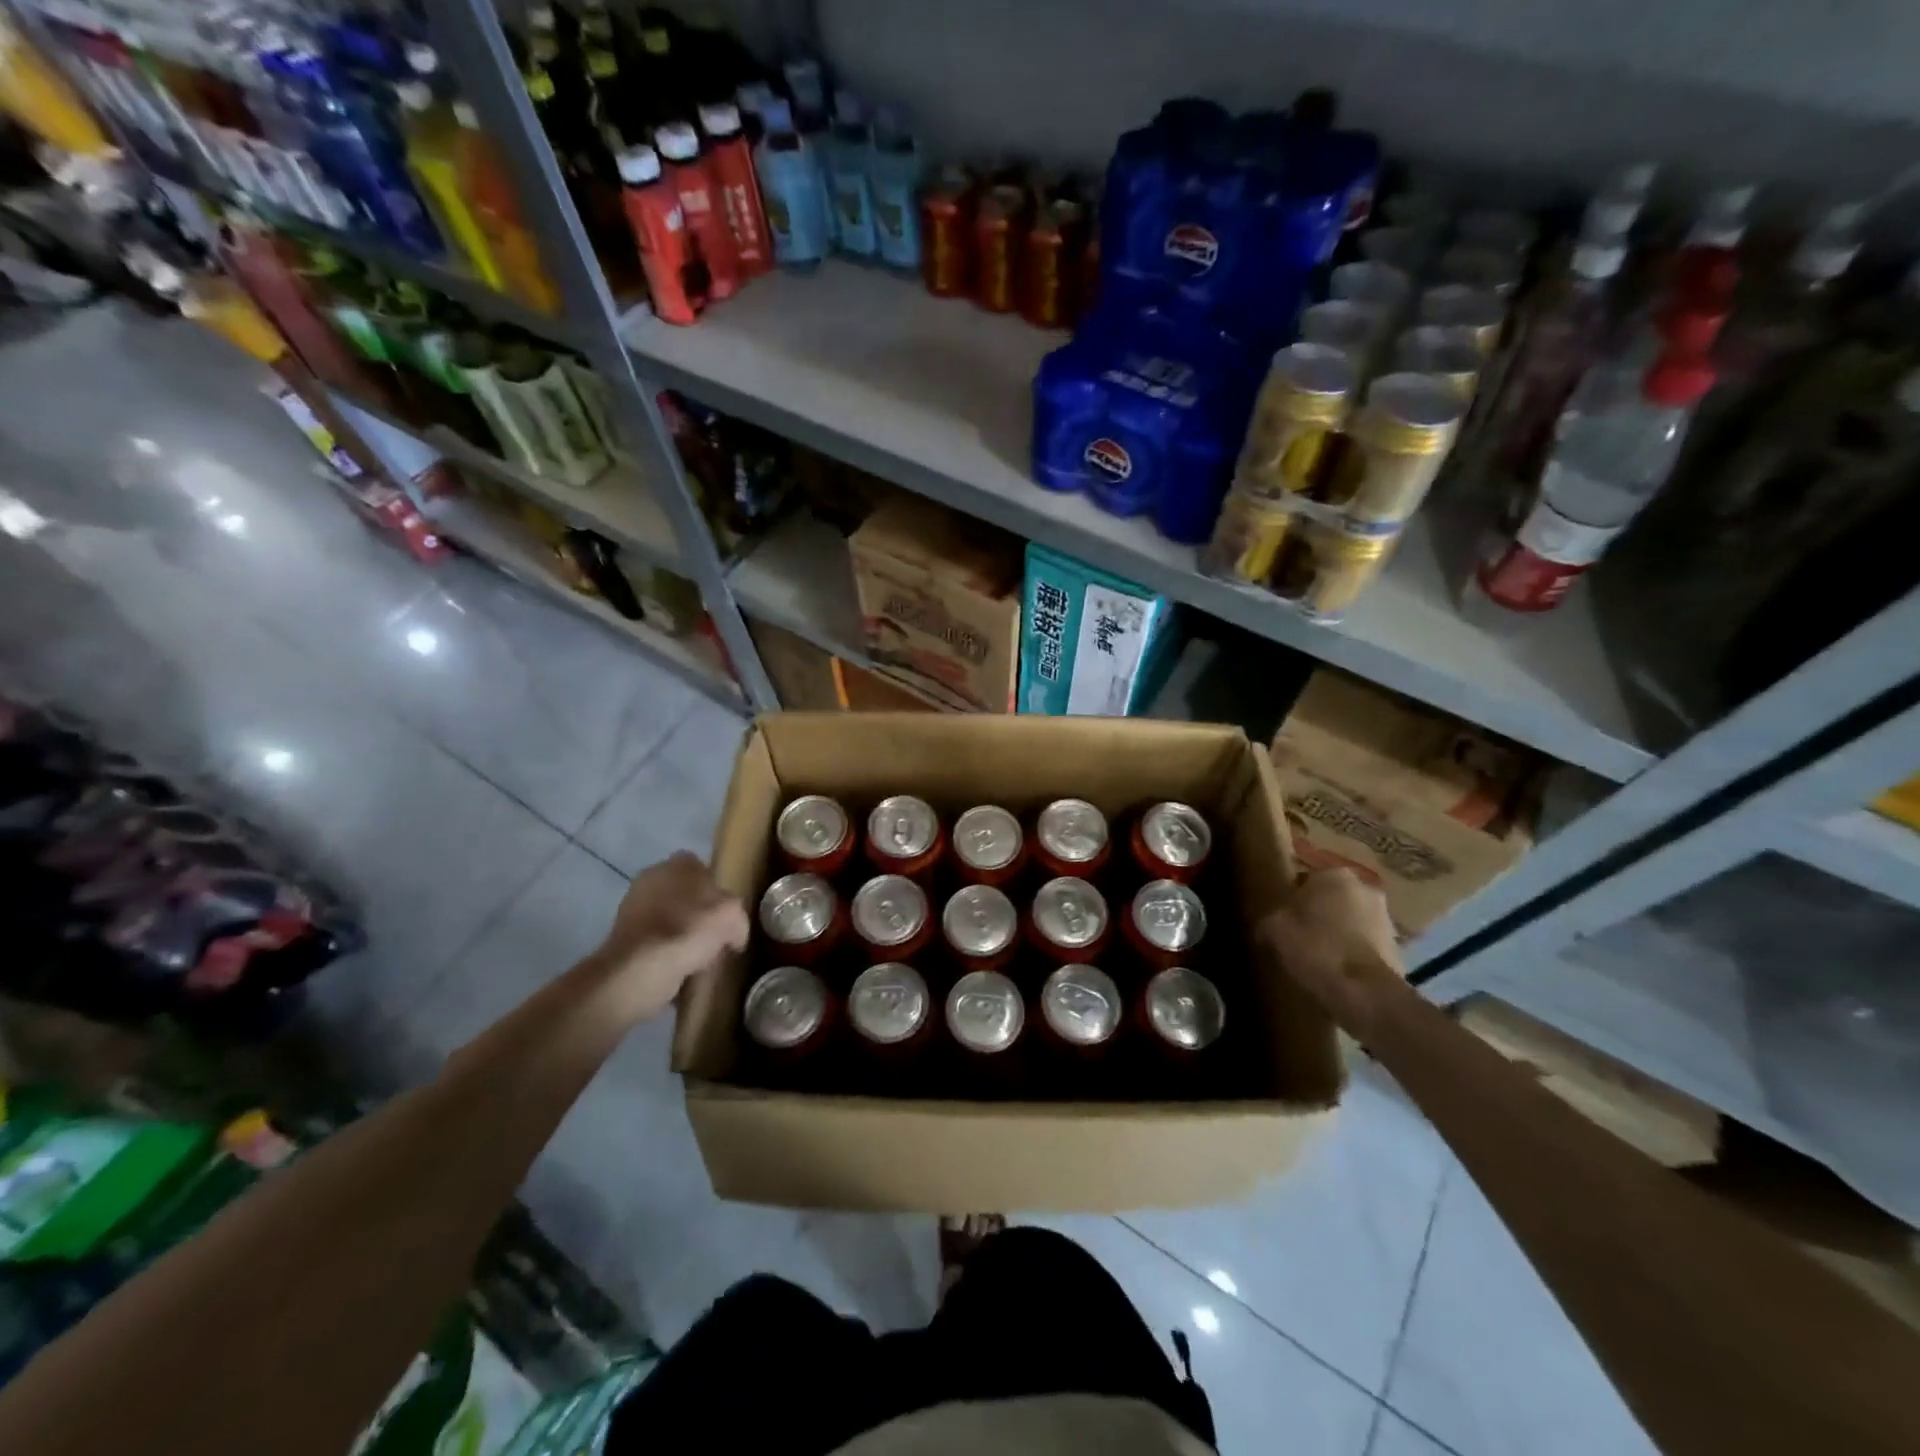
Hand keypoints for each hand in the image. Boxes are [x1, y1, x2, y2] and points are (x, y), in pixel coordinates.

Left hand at [590, 852, 747, 1020]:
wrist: (642, 967)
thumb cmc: (691, 928)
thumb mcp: (732, 915)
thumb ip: (737, 916)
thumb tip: (734, 933)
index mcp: (680, 863)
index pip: (704, 869)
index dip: (719, 893)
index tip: (728, 916)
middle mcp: (652, 877)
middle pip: (685, 895)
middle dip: (699, 915)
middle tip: (716, 939)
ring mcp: (633, 907)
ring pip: (670, 921)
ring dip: (684, 937)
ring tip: (700, 961)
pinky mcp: (623, 938)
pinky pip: (656, 944)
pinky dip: (667, 956)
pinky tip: (680, 972)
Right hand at [1259, 868, 1407, 1031]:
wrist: (1364, 992)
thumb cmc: (1315, 948)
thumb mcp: (1275, 930)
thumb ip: (1269, 920)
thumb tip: (1265, 927)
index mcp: (1334, 875)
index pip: (1304, 880)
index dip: (1290, 900)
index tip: (1281, 920)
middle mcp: (1365, 888)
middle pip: (1331, 899)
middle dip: (1318, 914)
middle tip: (1298, 936)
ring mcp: (1386, 918)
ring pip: (1351, 920)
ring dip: (1338, 933)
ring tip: (1318, 957)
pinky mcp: (1398, 947)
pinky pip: (1365, 944)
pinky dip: (1352, 953)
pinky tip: (1337, 971)